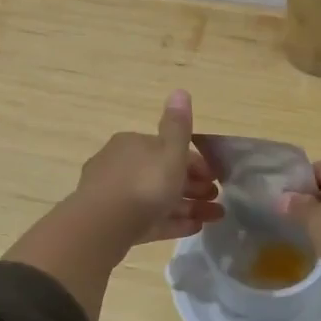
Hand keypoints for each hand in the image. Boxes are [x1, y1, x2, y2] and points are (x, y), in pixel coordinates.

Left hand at [73, 90, 224, 245]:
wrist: (103, 226)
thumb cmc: (143, 183)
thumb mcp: (169, 151)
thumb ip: (178, 125)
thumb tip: (180, 91)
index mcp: (133, 144)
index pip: (168, 149)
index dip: (196, 162)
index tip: (215, 177)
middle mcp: (121, 165)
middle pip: (164, 174)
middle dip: (194, 186)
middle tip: (217, 199)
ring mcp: (116, 196)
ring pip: (158, 199)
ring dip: (188, 206)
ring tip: (214, 217)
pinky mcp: (116, 223)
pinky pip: (150, 219)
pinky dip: (172, 222)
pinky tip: (195, 229)